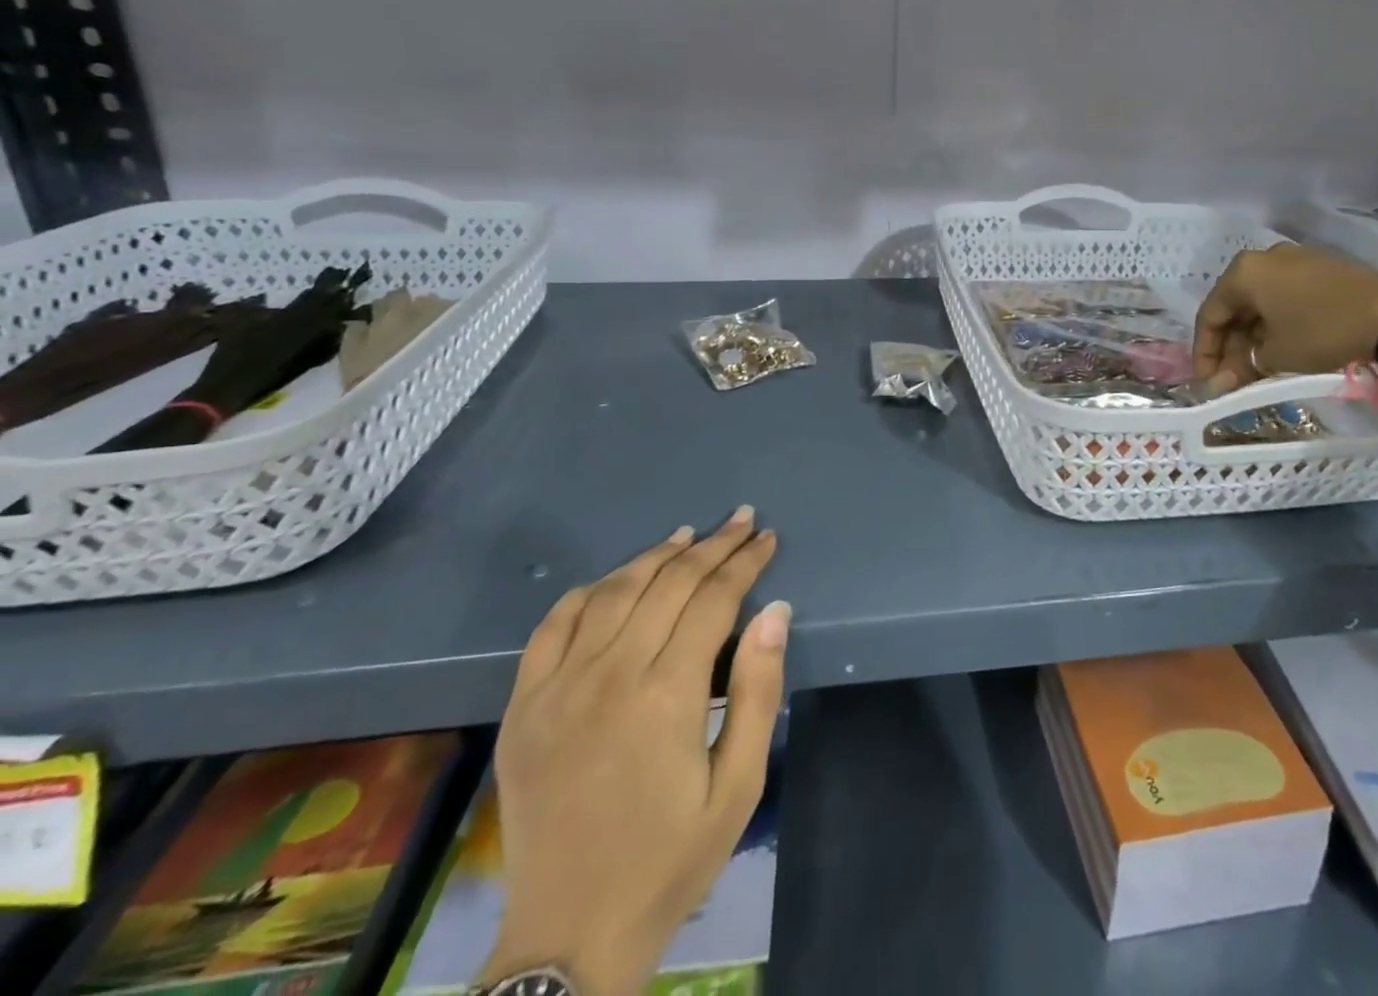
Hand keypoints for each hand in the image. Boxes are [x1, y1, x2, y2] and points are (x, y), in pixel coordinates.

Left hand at [480, 509, 787, 995]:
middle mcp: (610, 675)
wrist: (569, 936)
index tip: (766, 538)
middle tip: (740, 520)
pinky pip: (553, 625)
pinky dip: (588, 591)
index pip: (714, 599)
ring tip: (688, 535)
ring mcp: (558, 688)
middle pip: (668, 583)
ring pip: (613, 591)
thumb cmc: (670, 859)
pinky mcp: (523, 706)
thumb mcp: (739, 785)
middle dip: (712, 545)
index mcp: (667, 695)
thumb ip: (758, 691)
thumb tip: (774, 610)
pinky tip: (614, 579)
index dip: (744, 562)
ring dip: (655, 556)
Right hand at [1193, 244, 1377, 390]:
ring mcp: (1297, 260)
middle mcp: (1265, 258)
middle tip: (1231, 380)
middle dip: (1230, 346)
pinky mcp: (1323, 269)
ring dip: (1253, 337)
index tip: (1207, 382)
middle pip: (1235, 307)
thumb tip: (1220, 384)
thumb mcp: (1276, 356)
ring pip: (1261, 302)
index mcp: (1243, 272)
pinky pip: (1286, 297)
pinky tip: (1282, 349)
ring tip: (1256, 369)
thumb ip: (1242, 367)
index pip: (1211, 315)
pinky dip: (1277, 324)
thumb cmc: (1322, 332)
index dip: (1205, 353)